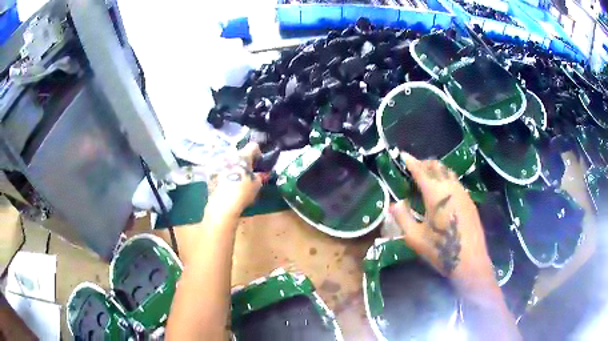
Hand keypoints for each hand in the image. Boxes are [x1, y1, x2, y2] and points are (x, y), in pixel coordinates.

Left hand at [206, 143, 264, 217]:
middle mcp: (229, 155)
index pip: (253, 146)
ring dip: (233, 167)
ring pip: (228, 161)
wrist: (223, 204)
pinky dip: (224, 174)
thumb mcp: (257, 184)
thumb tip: (261, 173)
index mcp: (243, 156)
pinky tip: (226, 185)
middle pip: (239, 154)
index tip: (258, 163)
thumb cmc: (244, 191)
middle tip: (247, 173)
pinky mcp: (210, 172)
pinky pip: (220, 169)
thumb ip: (260, 176)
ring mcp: (218, 163)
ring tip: (236, 179)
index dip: (258, 153)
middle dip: (243, 161)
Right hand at [390, 152, 493, 287]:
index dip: (411, 161)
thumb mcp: (415, 237)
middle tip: (414, 167)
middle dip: (424, 163)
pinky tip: (442, 191)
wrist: (469, 261)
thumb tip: (394, 204)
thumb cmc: (440, 250)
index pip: (421, 171)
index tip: (403, 154)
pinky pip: (455, 181)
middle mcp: (450, 188)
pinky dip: (446, 179)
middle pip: (437, 166)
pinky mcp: (469, 201)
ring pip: (448, 172)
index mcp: (435, 194)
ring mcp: (462, 193)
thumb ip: (403, 218)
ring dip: (436, 170)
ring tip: (427, 176)